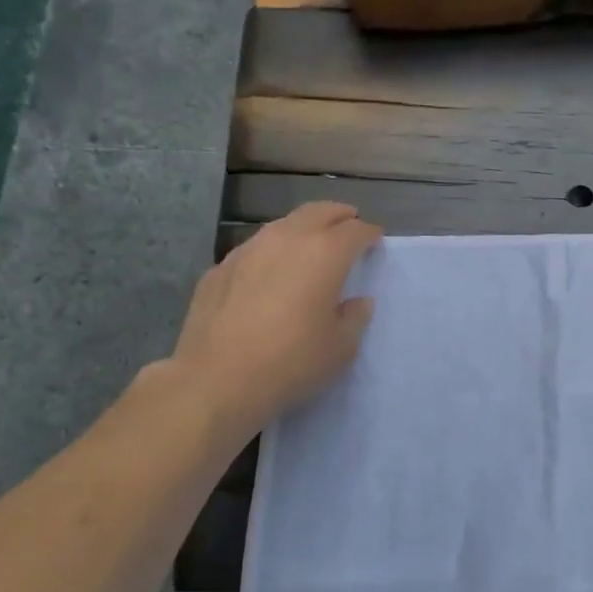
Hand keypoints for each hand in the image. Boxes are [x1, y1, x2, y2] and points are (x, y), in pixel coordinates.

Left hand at [167, 201, 381, 439]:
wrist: (217, 379)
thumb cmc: (292, 362)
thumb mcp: (341, 347)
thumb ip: (354, 318)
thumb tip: (358, 302)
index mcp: (325, 254)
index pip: (355, 230)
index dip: (369, 233)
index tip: (375, 240)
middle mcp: (287, 240)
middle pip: (317, 212)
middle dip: (337, 215)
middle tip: (348, 225)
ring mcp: (248, 250)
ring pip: (282, 225)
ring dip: (302, 230)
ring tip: (310, 246)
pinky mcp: (220, 268)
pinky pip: (255, 249)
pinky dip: (271, 253)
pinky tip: (270, 274)